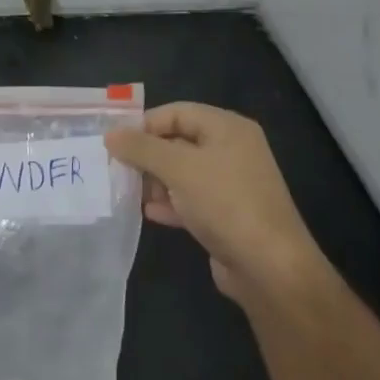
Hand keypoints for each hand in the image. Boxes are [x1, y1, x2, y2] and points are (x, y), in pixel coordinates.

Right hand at [105, 103, 323, 307]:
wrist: (269, 267)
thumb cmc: (224, 203)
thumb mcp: (178, 168)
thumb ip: (141, 148)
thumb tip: (110, 134)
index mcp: (227, 128)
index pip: (176, 112)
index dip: (144, 124)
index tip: (115, 143)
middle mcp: (231, 150)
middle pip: (177, 141)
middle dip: (147, 154)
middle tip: (117, 168)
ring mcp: (230, 184)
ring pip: (182, 172)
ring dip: (155, 180)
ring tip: (129, 192)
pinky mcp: (226, 214)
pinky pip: (190, 199)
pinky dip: (169, 203)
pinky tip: (149, 213)